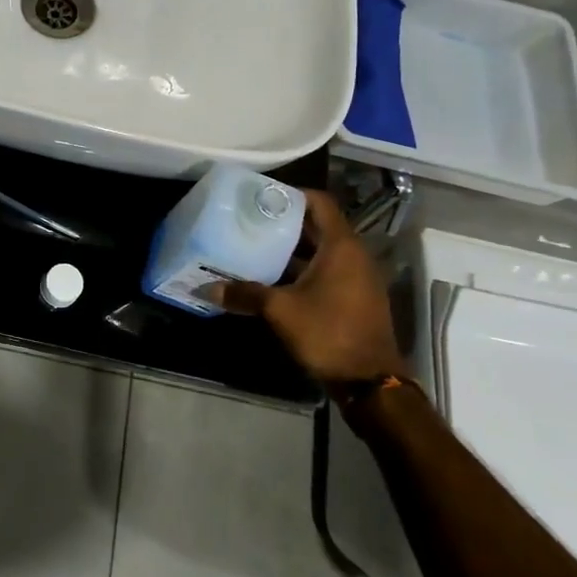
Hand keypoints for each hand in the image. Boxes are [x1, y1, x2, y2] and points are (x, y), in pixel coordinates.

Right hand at [210, 189, 408, 383]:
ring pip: (320, 251)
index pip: (320, 203)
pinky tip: (273, 278)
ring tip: (255, 246)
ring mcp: (357, 277)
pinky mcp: (354, 297)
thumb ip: (245, 294)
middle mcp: (353, 255)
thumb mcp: (280, 311)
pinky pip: (326, 270)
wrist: (369, 382)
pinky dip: (302, 268)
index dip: (292, 194)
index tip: (262, 196)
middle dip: (285, 222)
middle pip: (317, 226)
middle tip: (249, 220)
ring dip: (291, 248)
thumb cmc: (328, 332)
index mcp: (341, 246)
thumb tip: (206, 288)